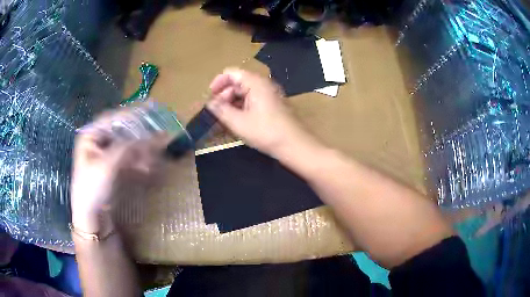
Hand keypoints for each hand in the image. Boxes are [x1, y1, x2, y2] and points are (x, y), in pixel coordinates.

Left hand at [70, 111, 167, 231]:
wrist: (90, 214)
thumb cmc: (92, 186)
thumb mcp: (107, 165)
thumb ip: (126, 148)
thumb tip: (149, 136)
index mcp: (91, 135)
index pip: (111, 119)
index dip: (129, 115)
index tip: (148, 111)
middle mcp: (98, 140)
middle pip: (121, 132)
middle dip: (138, 136)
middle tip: (156, 135)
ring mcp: (105, 153)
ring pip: (126, 145)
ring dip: (140, 151)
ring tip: (152, 157)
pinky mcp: (112, 165)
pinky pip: (127, 157)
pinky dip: (137, 161)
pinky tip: (146, 167)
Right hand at [207, 68, 306, 155]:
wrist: (295, 144)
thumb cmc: (266, 132)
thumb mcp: (239, 122)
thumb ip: (221, 110)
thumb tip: (209, 103)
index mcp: (255, 83)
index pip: (231, 73)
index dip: (218, 83)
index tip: (210, 97)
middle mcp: (263, 84)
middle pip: (238, 82)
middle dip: (224, 95)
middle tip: (216, 112)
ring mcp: (269, 94)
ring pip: (245, 93)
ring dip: (232, 103)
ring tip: (224, 119)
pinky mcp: (272, 105)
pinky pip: (253, 100)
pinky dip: (242, 107)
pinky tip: (237, 121)